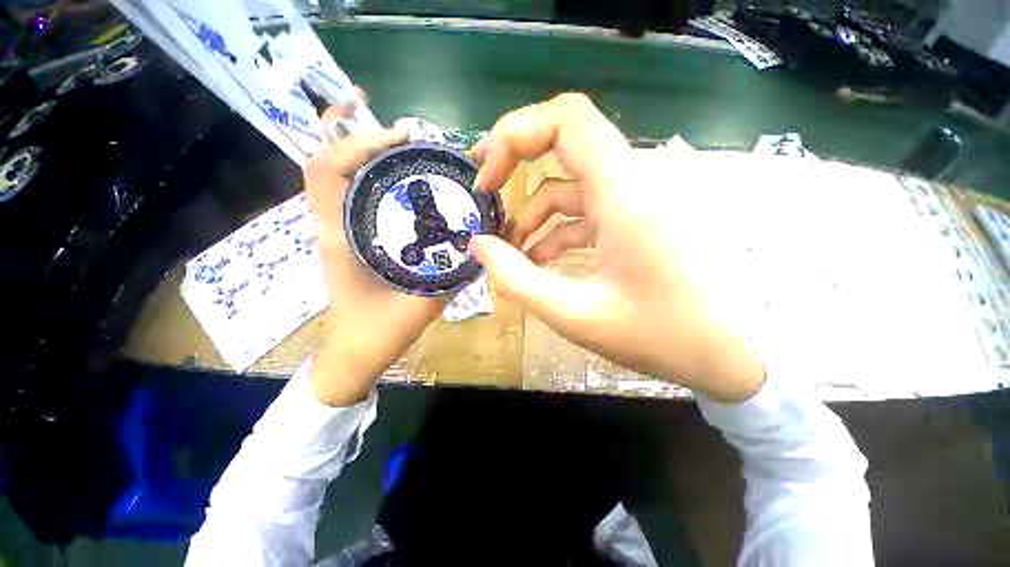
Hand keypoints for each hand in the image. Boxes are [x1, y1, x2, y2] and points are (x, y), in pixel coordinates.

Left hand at [305, 102, 443, 406]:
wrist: (356, 352)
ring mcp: (338, 229)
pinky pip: (351, 194)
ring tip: (397, 137)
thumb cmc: (382, 332)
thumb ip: (455, 271)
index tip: (404, 137)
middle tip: (401, 126)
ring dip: (359, 147)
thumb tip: (482, 240)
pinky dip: (365, 172)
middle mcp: (334, 225)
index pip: (327, 169)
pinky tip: (395, 172)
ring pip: (336, 174)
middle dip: (356, 132)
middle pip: (327, 161)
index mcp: (342, 238)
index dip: (358, 141)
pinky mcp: (348, 236)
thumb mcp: (425, 300)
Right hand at [469, 94, 763, 402]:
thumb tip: (479, 246)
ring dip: (534, 213)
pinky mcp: (638, 216)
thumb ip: (518, 280)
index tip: (487, 177)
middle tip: (485, 193)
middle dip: (516, 161)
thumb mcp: (575, 314)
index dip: (515, 134)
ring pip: (571, 184)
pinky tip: (542, 260)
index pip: (567, 119)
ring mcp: (638, 198)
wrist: (730, 351)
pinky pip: (586, 208)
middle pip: (566, 139)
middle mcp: (634, 181)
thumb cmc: (659, 336)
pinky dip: (557, 229)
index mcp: (624, 194)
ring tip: (512, 252)